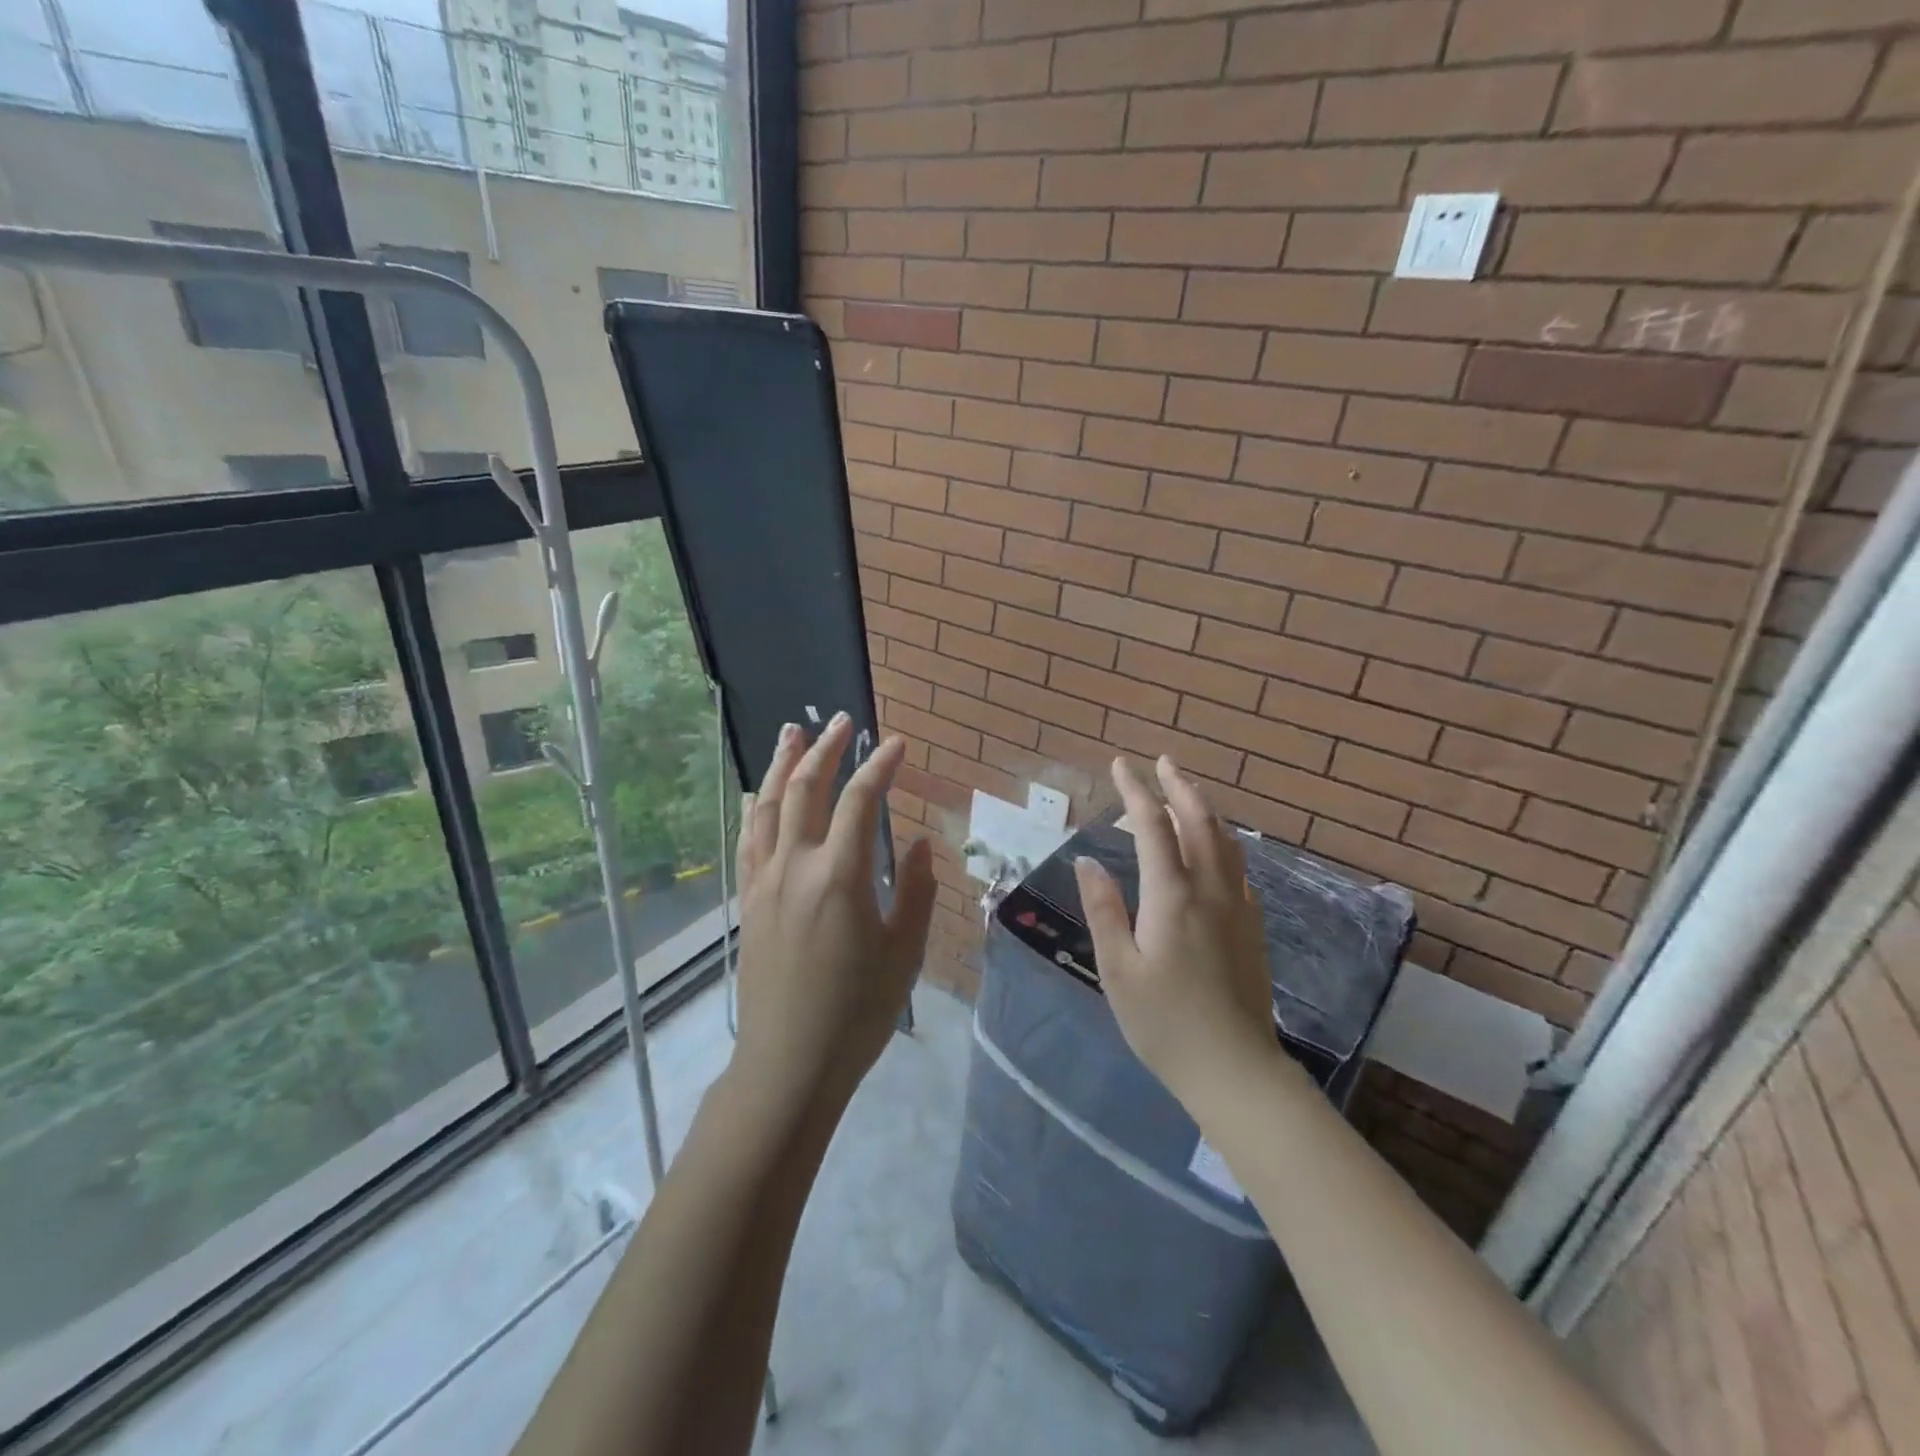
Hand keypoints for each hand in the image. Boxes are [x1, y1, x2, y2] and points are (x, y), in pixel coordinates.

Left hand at [729, 714, 936, 1114]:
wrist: (787, 1064)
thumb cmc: (856, 1012)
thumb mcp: (903, 953)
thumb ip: (915, 891)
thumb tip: (918, 844)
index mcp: (839, 876)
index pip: (860, 802)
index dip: (879, 767)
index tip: (897, 744)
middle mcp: (795, 867)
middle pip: (806, 790)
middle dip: (826, 749)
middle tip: (843, 721)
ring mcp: (764, 882)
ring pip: (769, 807)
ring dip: (782, 765)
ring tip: (792, 732)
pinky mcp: (748, 901)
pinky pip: (750, 839)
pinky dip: (758, 807)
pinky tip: (761, 795)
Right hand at [1074, 756, 1279, 1109]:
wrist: (1235, 1069)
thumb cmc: (1164, 1023)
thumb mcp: (1118, 969)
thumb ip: (1103, 909)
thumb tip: (1087, 859)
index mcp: (1172, 896)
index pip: (1152, 826)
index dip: (1135, 791)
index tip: (1121, 765)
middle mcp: (1210, 890)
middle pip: (1199, 822)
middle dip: (1178, 786)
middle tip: (1162, 762)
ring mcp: (1238, 907)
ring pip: (1225, 841)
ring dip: (1205, 808)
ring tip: (1187, 791)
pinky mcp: (1252, 927)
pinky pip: (1238, 867)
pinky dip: (1223, 842)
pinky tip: (1216, 848)